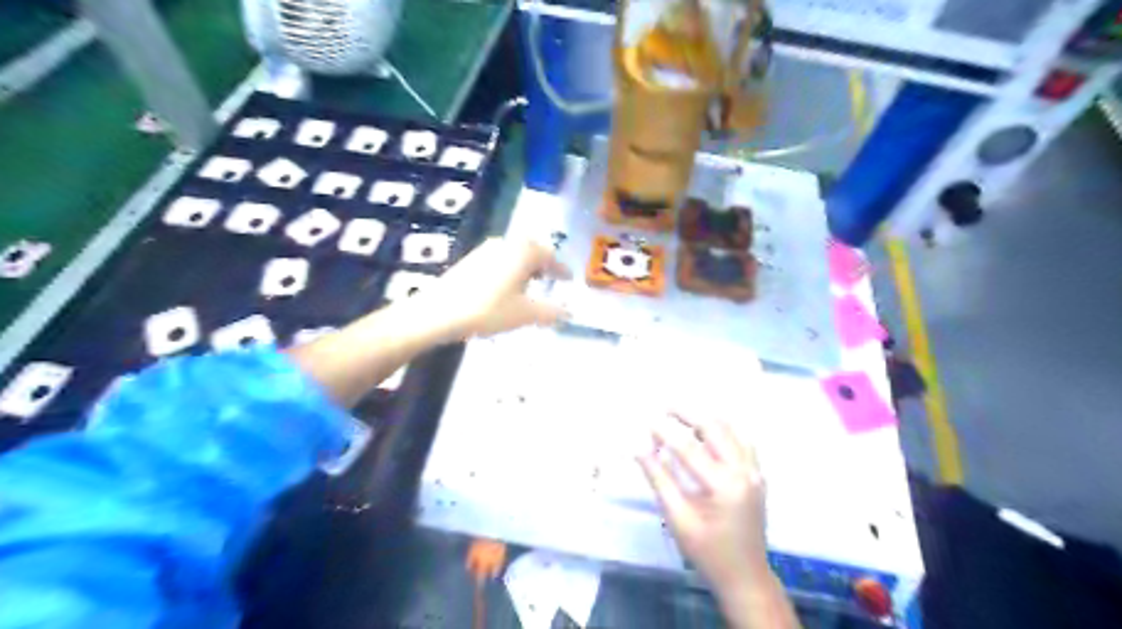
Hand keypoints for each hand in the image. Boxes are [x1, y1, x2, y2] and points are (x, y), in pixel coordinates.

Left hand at [417, 238, 570, 342]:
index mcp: (523, 251)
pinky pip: (500, 260)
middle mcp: (506, 243)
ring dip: (526, 268)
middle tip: (552, 280)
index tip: (569, 279)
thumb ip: (551, 312)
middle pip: (532, 250)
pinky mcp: (471, 260)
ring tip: (530, 287)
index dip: (561, 269)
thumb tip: (569, 312)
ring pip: (514, 254)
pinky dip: (510, 271)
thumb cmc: (488, 309)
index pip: (550, 256)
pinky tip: (506, 289)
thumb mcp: (525, 314)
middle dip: (544, 265)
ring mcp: (486, 250)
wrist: (438, 313)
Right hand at [639, 412, 771, 592]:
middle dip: (688, 414)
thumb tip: (639, 449)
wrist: (746, 576)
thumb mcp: (678, 519)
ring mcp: (755, 471)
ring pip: (730, 429)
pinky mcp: (757, 474)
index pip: (688, 448)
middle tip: (665, 407)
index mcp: (724, 486)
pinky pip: (741, 440)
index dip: (664, 432)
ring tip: (681, 418)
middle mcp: (744, 471)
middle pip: (714, 428)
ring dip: (705, 419)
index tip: (646, 421)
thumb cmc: (707, 551)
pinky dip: (722, 430)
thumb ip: (659, 480)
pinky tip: (706, 432)